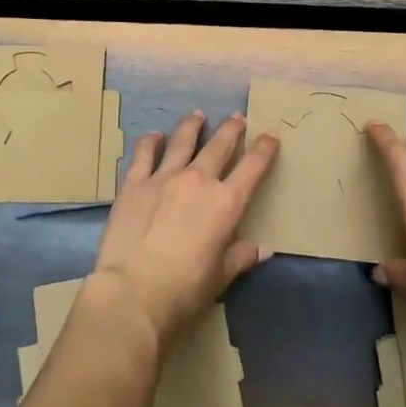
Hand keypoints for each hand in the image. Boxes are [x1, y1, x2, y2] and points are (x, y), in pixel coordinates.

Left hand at [91, 111, 277, 348]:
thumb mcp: (219, 277)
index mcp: (226, 203)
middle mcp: (198, 180)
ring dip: (192, 126)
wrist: (133, 291)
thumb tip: (263, 249)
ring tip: (197, 115)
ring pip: (182, 141)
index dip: (264, 149)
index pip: (252, 168)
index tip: (271, 134)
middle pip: (219, 145)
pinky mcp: (134, 183)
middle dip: (231, 129)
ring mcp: (164, 177)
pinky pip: (144, 154)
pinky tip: (153, 136)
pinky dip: (150, 142)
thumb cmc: (184, 290)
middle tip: (237, 117)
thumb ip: (240, 257)